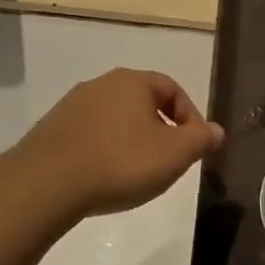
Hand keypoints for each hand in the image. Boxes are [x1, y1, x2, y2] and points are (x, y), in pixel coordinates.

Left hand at [17, 68, 222, 218]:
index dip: (190, 117)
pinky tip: (105, 176)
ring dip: (132, 140)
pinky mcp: (52, 129)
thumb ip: (201, 139)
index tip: (195, 146)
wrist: (46, 183)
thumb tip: (217, 131)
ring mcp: (73, 105)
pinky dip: (105, 150)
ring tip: (136, 172)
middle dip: (161, 129)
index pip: (173, 89)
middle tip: (168, 160)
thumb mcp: (174, 154)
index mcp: (133, 81)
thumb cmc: (120, 162)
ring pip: (116, 118)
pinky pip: (91, 134)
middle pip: (143, 102)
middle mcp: (102, 84)